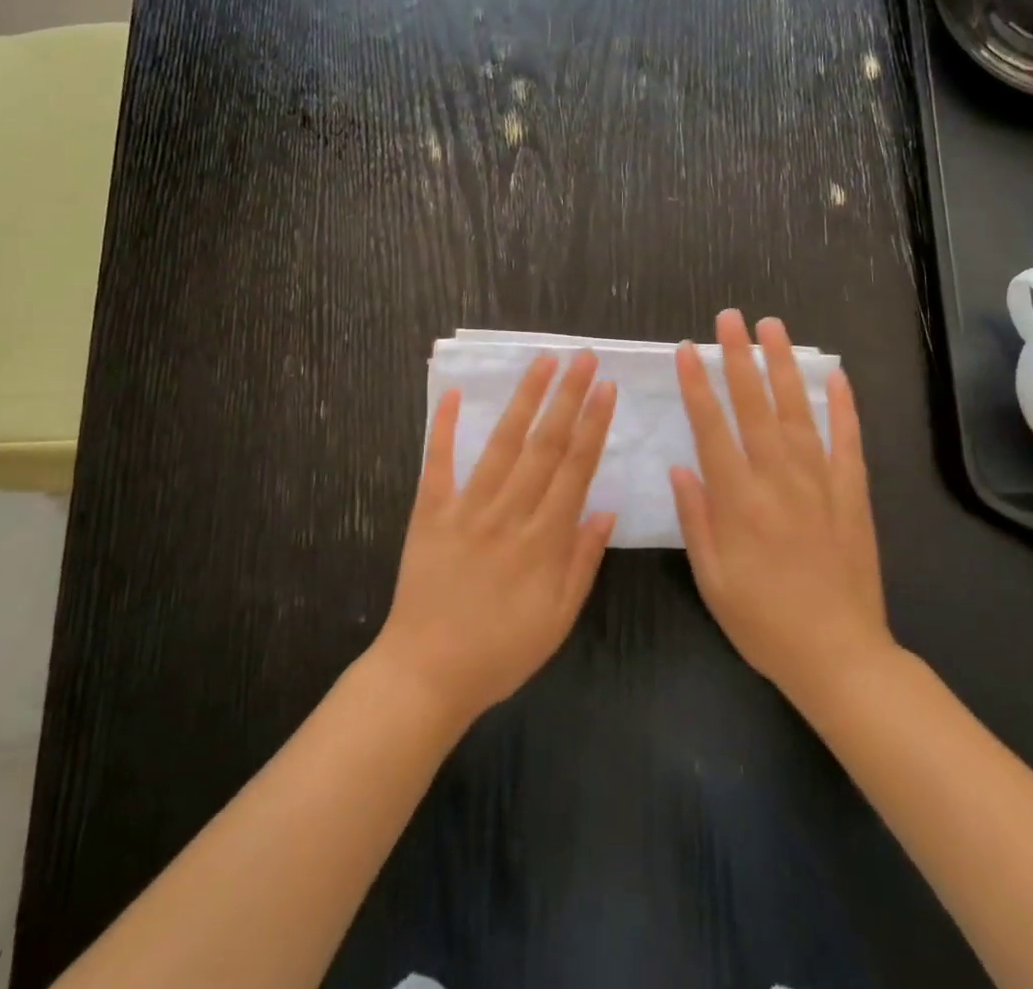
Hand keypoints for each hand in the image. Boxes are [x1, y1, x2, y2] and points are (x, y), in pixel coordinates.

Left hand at [373, 352, 617, 726]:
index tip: (606, 388)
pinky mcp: (430, 513)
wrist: (426, 675)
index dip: (593, 425)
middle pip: (544, 445)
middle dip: (568, 397)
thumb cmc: (501, 652)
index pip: (575, 469)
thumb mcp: (558, 619)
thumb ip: (582, 561)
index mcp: (544, 540)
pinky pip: (438, 464)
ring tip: (542, 363)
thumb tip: (606, 510)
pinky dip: (444, 428)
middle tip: (583, 357)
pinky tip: (453, 394)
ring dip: (524, 399)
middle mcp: (509, 514)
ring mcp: (467, 510)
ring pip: (501, 444)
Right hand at [671, 310, 892, 707]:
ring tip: (773, 327)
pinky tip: (834, 375)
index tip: (687, 349)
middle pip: (754, 406)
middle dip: (739, 357)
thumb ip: (696, 518)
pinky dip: (841, 406)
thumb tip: (680, 467)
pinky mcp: (852, 494)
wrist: (840, 656)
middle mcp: (778, 480)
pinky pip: (847, 441)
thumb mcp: (712, 579)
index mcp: (739, 501)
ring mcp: (820, 483)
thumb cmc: (763, 622)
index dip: (697, 385)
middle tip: (729, 318)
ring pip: (797, 411)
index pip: (712, 428)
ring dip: (783, 366)